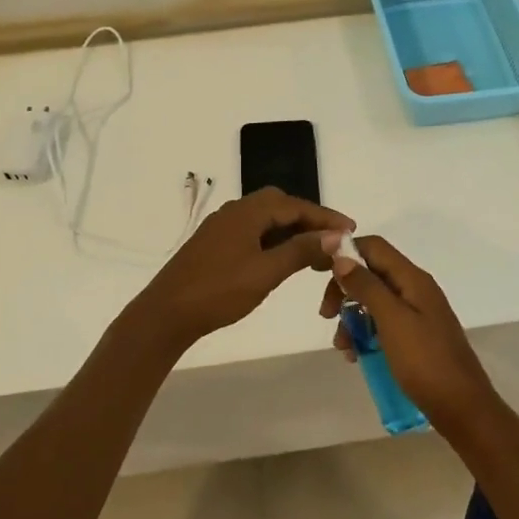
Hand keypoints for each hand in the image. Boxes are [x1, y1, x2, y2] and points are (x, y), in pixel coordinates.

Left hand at [130, 187, 352, 347]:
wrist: (167, 313)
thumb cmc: (219, 291)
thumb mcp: (266, 272)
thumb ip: (301, 251)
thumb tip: (335, 236)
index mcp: (247, 212)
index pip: (295, 205)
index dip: (325, 217)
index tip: (351, 229)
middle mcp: (235, 211)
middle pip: (280, 207)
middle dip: (309, 222)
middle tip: (333, 243)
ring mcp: (222, 228)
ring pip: (266, 221)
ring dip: (292, 233)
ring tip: (315, 256)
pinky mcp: (215, 244)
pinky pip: (253, 233)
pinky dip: (274, 242)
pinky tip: (283, 261)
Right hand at [317, 235, 503, 435]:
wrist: (462, 408)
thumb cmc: (425, 361)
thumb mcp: (392, 320)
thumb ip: (367, 286)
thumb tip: (341, 256)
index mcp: (413, 279)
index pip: (374, 247)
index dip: (345, 252)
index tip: (318, 272)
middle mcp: (415, 289)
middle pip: (371, 273)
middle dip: (344, 289)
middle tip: (326, 315)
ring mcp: (417, 314)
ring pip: (374, 301)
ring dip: (352, 317)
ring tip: (343, 346)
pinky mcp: (415, 337)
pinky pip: (382, 324)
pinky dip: (365, 334)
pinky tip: (356, 356)